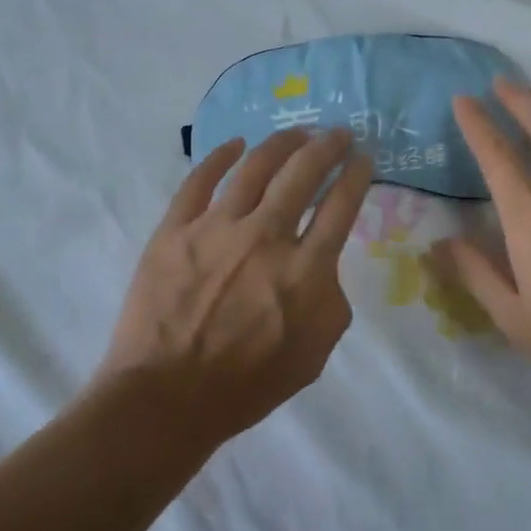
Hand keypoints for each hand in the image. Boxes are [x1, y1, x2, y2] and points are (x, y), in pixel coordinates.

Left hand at [93, 128, 374, 450]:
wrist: (166, 398)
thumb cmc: (246, 385)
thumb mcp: (314, 355)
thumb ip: (331, 301)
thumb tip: (322, 265)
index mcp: (305, 270)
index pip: (340, 205)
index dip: (356, 175)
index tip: (363, 158)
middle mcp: (265, 237)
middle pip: (303, 173)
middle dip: (327, 146)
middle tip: (338, 133)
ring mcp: (216, 228)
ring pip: (255, 167)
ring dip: (281, 143)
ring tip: (296, 132)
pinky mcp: (175, 229)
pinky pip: (199, 180)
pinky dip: (219, 157)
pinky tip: (234, 144)